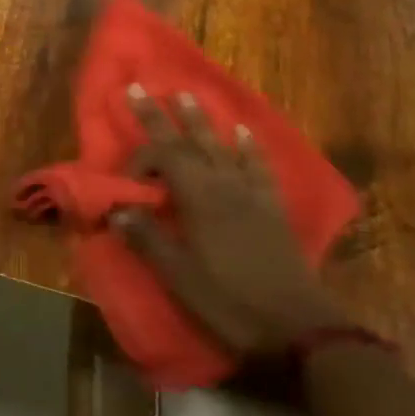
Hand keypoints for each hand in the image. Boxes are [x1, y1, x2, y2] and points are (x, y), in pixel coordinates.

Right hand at [113, 87, 347, 357]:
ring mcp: (251, 193)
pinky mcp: (272, 207)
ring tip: (188, 94)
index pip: (163, 157)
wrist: (298, 328)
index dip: (140, 157)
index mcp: (198, 198)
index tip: (124, 176)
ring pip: (221, 145)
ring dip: (202, 119)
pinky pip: (258, 166)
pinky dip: (249, 146)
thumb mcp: (179, 276)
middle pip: (188, 141)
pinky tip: (244, 132)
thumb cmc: (230, 302)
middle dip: (161, 114)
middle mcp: (223, 185)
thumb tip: (115, 209)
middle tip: (141, 87)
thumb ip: (147, 238)